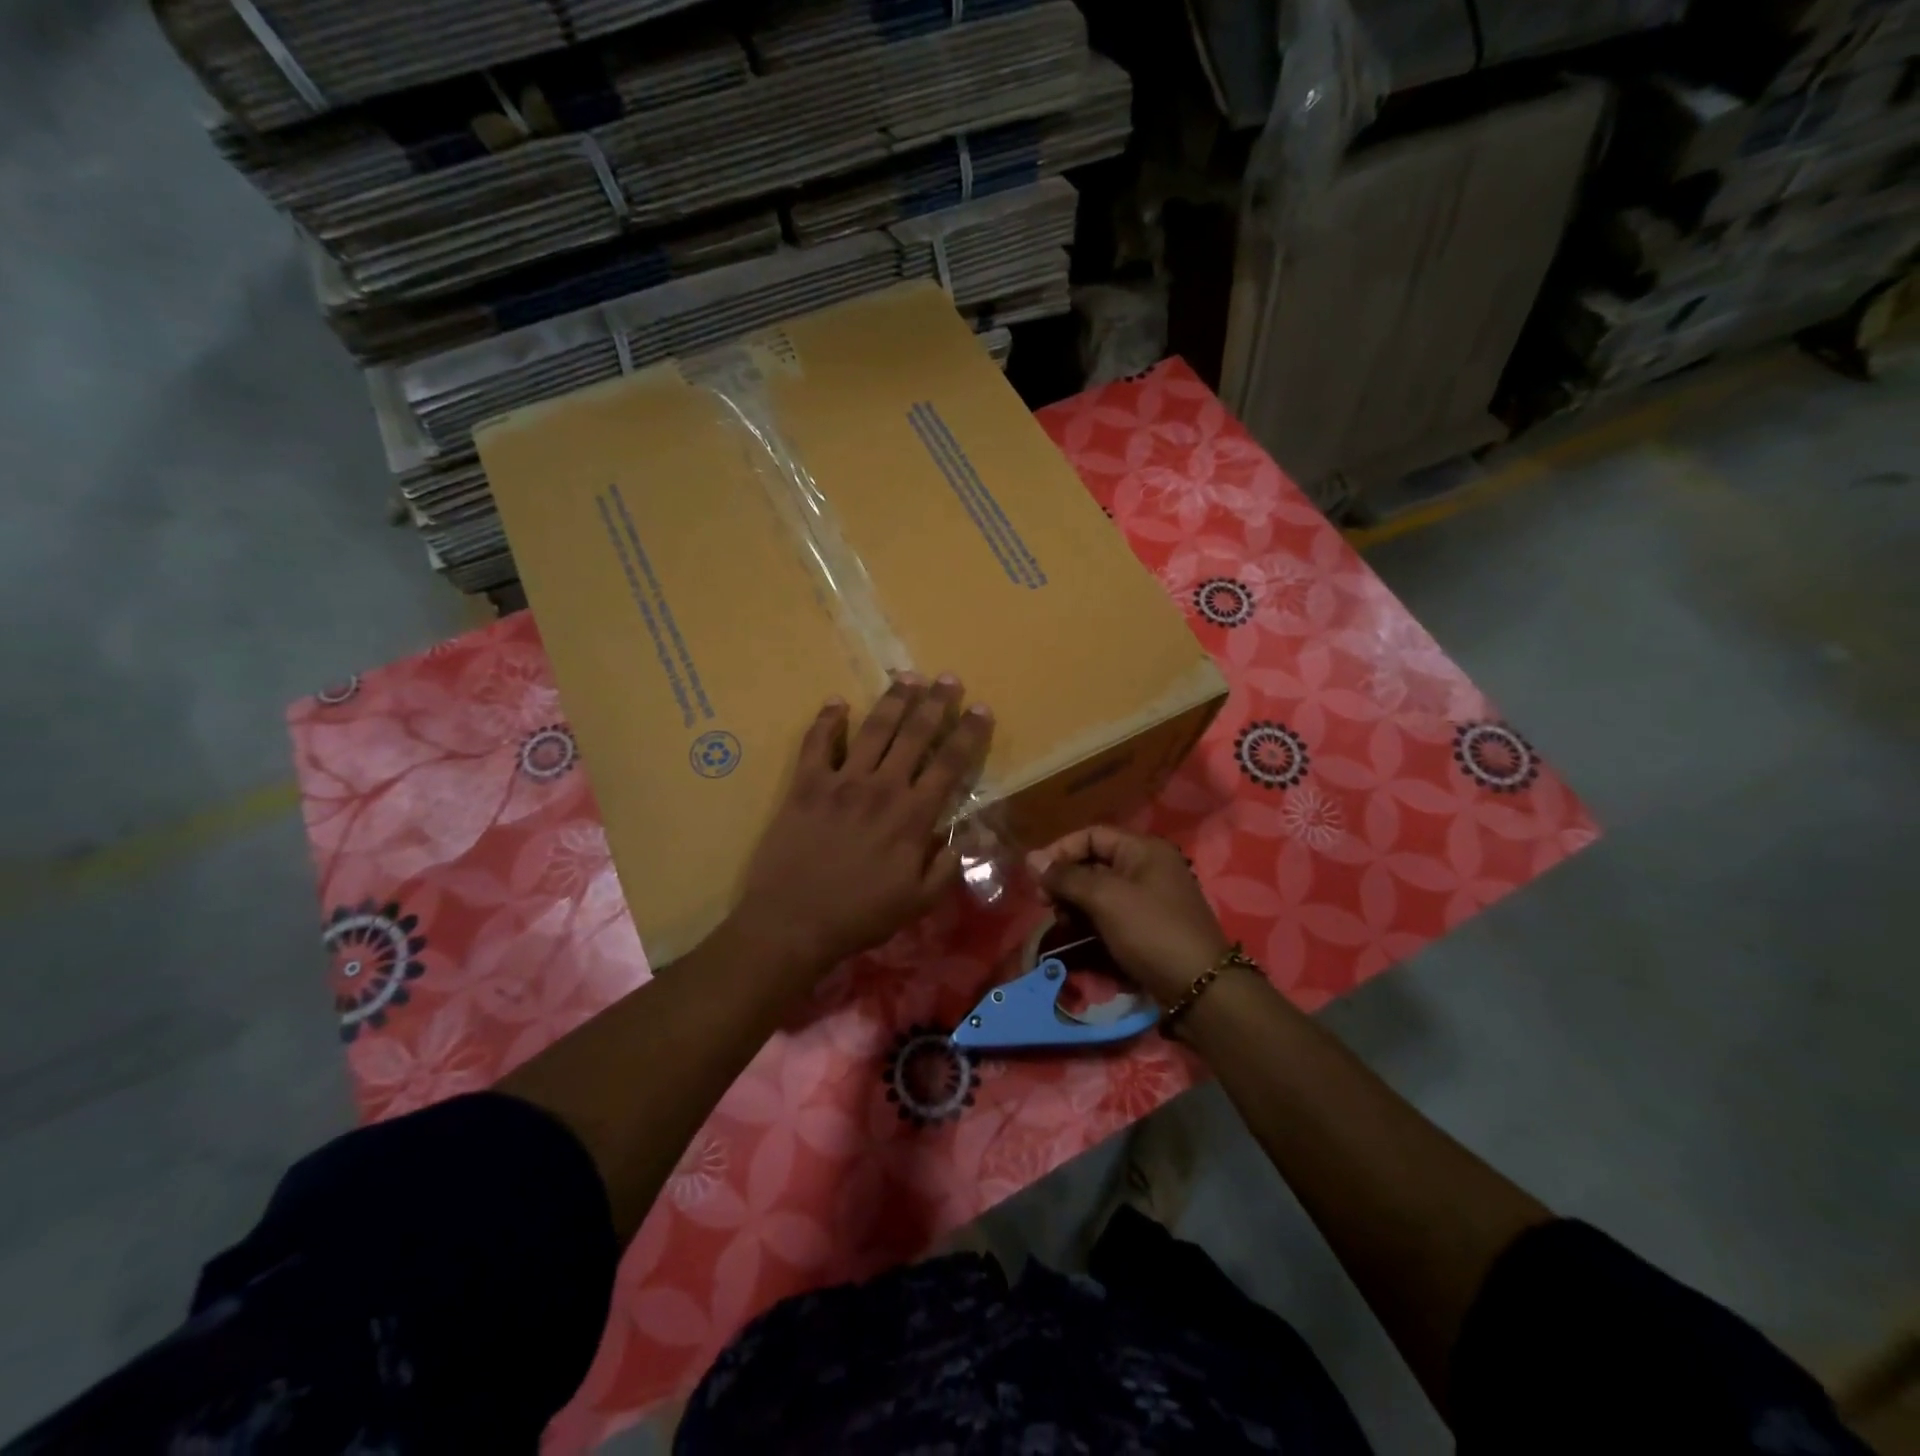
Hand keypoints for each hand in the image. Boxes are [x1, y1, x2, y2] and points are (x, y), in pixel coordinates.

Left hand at [735, 673, 993, 978]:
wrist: (793, 922)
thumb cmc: (860, 915)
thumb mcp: (918, 902)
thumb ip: (946, 868)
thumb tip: (961, 839)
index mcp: (913, 816)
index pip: (950, 764)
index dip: (968, 734)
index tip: (981, 708)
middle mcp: (882, 788)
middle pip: (915, 735)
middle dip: (935, 703)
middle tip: (948, 678)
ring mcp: (841, 781)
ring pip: (874, 729)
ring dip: (893, 700)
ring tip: (907, 677)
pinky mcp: (806, 784)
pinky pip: (817, 743)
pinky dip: (828, 719)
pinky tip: (837, 702)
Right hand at [1027, 827, 1230, 1005]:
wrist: (1199, 988)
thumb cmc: (1150, 931)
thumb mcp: (1105, 898)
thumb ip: (1066, 877)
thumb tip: (1031, 859)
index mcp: (1144, 849)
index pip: (1092, 835)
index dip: (1061, 850)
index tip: (1036, 876)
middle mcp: (1148, 867)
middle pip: (1095, 862)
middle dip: (1066, 880)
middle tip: (1044, 903)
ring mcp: (1150, 897)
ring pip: (1101, 890)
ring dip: (1076, 902)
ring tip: (1062, 922)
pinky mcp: (1149, 925)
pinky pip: (1112, 912)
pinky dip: (1092, 919)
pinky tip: (1079, 934)